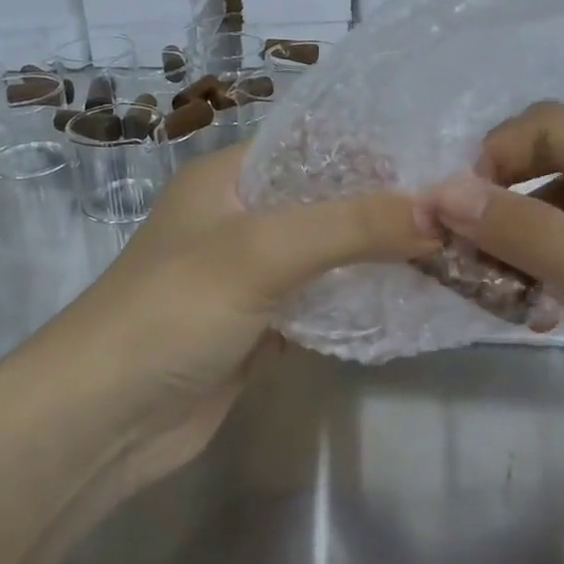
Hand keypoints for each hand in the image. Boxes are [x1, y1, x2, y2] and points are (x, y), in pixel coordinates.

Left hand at [64, 143, 438, 481]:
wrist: (103, 420)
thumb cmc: (174, 309)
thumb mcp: (262, 251)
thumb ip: (351, 225)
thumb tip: (440, 209)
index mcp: (230, 176)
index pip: (314, 142)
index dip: (374, 147)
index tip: (442, 158)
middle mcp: (242, 216)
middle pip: (327, 198)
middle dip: (386, 205)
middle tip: (460, 208)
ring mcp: (251, 274)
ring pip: (329, 253)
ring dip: (378, 255)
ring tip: (453, 247)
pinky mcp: (261, 325)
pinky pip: (322, 301)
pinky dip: (359, 300)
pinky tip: (412, 299)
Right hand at [423, 104, 563, 512]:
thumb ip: (534, 233)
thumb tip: (444, 191)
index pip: (548, 127)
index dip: (491, 159)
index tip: (449, 216)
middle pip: (555, 167)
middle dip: (500, 203)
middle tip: (459, 259)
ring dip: (523, 243)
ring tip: (492, 292)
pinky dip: (555, 273)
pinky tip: (538, 311)